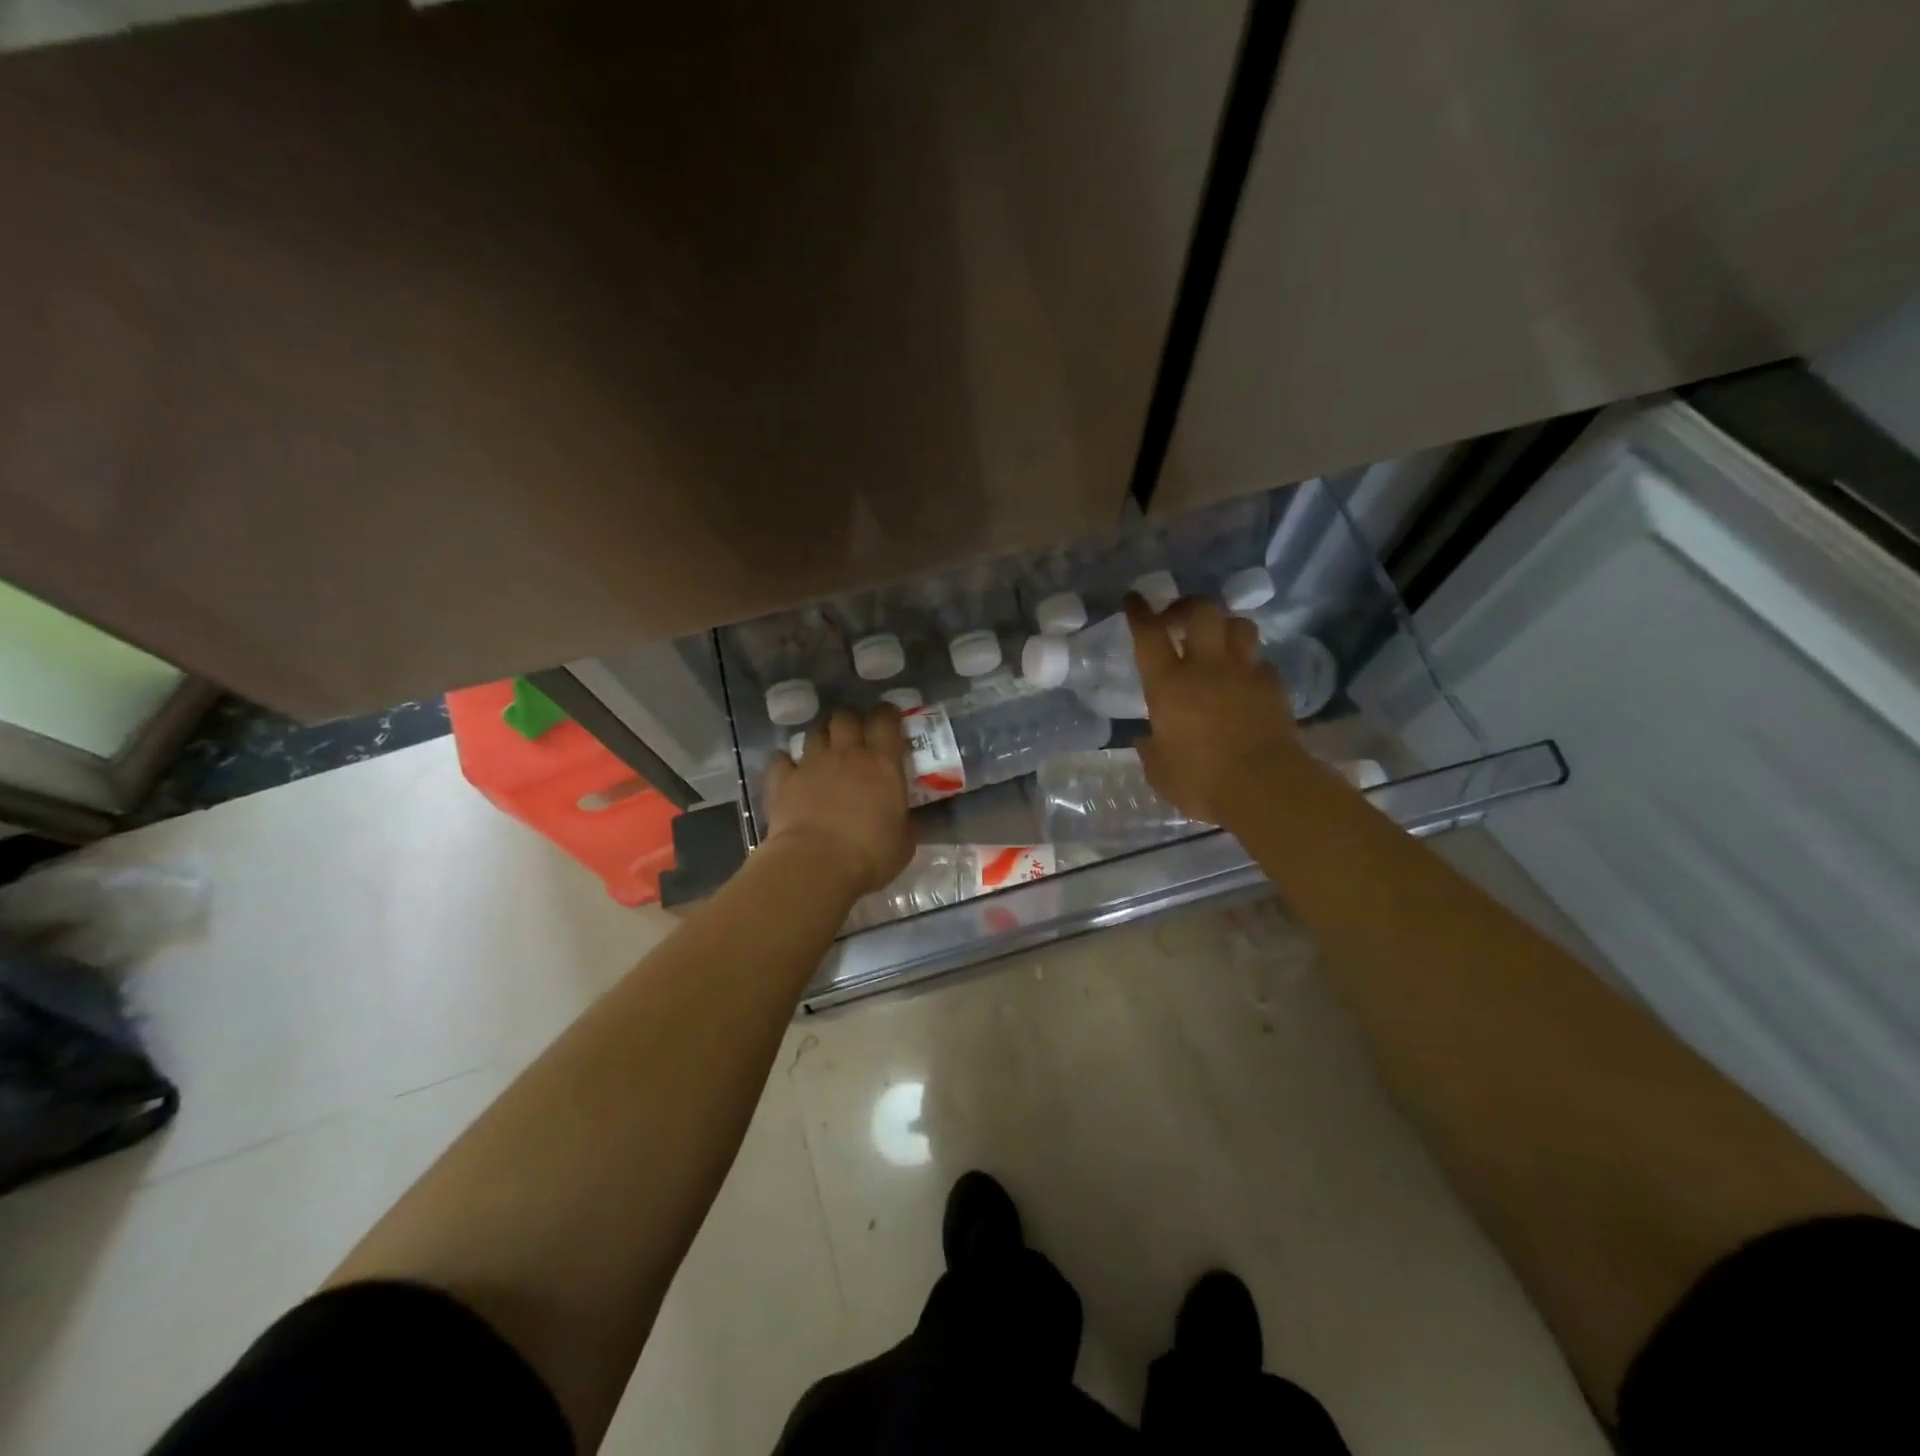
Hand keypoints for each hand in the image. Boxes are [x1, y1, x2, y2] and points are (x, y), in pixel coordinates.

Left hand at [765, 706, 913, 896]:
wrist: (815, 865)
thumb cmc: (869, 855)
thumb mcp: (904, 843)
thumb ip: (907, 823)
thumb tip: (910, 820)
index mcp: (882, 764)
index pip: (886, 721)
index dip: (887, 714)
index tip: (889, 717)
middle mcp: (846, 754)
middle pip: (846, 718)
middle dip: (851, 721)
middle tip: (856, 736)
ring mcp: (811, 764)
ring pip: (815, 733)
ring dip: (822, 738)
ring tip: (825, 752)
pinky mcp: (782, 780)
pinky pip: (782, 760)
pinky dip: (786, 762)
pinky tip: (789, 769)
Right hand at [1126, 592, 1311, 831]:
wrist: (1265, 787)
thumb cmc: (1201, 782)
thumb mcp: (1160, 772)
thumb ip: (1151, 750)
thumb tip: (1147, 739)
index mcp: (1168, 685)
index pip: (1149, 635)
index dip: (1140, 612)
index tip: (1134, 599)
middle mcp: (1206, 668)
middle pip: (1202, 611)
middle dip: (1187, 607)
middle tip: (1178, 620)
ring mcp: (1244, 673)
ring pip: (1239, 626)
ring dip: (1224, 627)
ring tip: (1216, 642)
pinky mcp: (1274, 687)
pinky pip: (1261, 662)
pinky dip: (1250, 665)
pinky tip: (1244, 681)